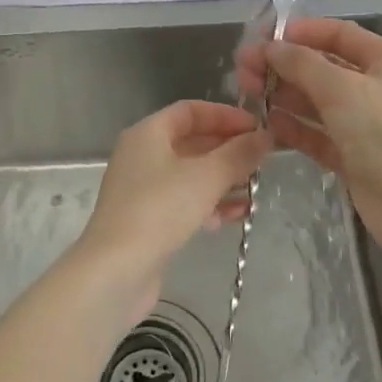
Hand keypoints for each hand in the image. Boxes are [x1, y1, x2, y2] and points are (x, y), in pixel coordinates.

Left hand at [78, 99, 272, 298]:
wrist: (117, 270)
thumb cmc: (161, 209)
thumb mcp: (207, 176)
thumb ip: (239, 154)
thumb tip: (265, 136)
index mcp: (148, 134)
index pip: (190, 111)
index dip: (225, 115)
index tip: (258, 128)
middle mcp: (142, 156)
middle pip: (192, 142)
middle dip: (228, 150)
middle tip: (263, 160)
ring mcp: (143, 190)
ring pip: (191, 175)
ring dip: (224, 179)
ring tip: (256, 188)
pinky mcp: (148, 220)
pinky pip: (185, 202)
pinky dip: (210, 204)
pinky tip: (237, 216)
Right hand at [235, 17, 381, 256]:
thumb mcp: (342, 88)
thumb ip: (302, 64)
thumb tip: (270, 47)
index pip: (338, 35)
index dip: (301, 32)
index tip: (262, 37)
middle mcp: (375, 88)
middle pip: (322, 69)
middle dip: (283, 67)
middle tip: (244, 71)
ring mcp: (363, 125)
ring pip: (316, 103)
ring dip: (283, 96)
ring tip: (248, 95)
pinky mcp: (352, 157)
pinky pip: (317, 135)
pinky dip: (294, 129)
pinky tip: (268, 124)